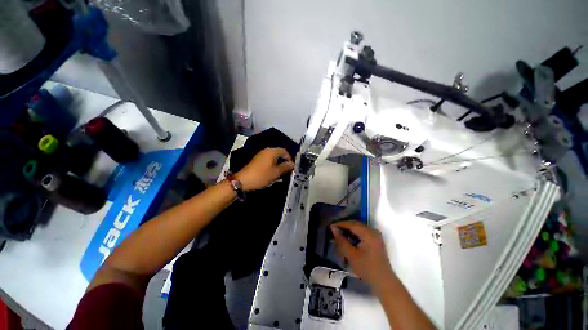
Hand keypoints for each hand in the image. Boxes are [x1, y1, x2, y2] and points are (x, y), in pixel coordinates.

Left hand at [235, 148, 294, 190]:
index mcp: (272, 152)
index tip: (292, 167)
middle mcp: (266, 151)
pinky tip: (273, 173)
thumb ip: (285, 167)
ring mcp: (261, 155)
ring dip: (278, 164)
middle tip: (287, 170)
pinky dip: (273, 165)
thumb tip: (292, 164)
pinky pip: (268, 160)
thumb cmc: (262, 176)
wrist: (243, 180)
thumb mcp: (276, 172)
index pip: (284, 151)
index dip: (290, 158)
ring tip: (281, 173)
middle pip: (279, 153)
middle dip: (284, 161)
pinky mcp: (257, 160)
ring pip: (274, 157)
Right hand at [330, 220, 395, 290]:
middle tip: (334, 231)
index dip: (340, 224)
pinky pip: (363, 233)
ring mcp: (376, 235)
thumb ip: (341, 240)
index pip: (351, 224)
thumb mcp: (351, 255)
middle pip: (355, 225)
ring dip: (349, 231)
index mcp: (368, 233)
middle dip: (344, 227)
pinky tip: (349, 240)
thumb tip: (333, 228)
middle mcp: (373, 231)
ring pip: (359, 228)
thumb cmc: (366, 269)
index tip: (330, 227)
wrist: (384, 282)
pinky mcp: (376, 240)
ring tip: (340, 235)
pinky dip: (355, 235)